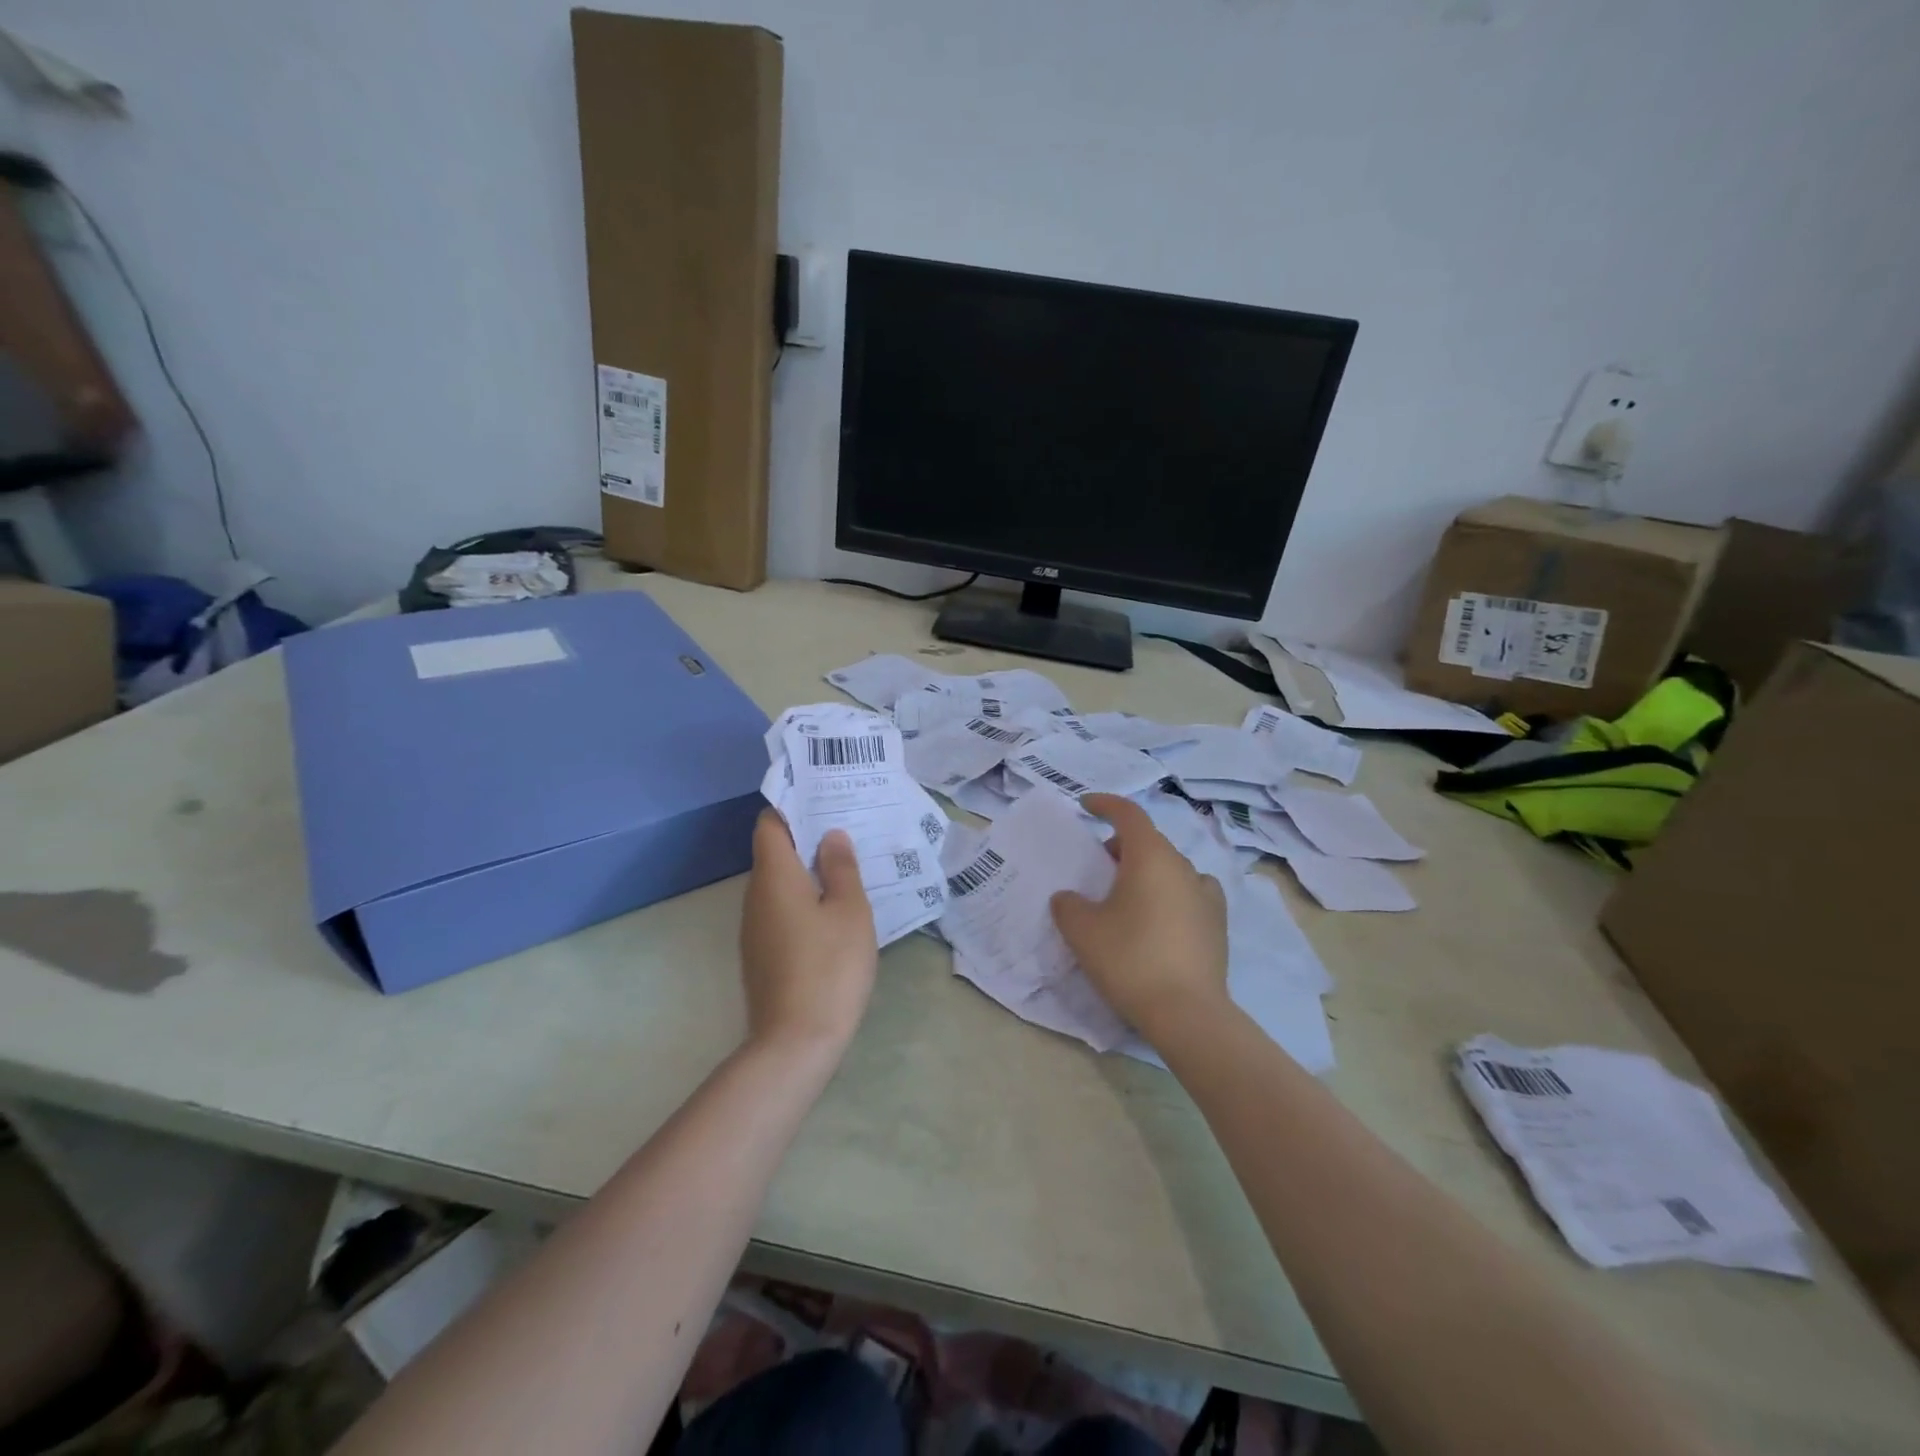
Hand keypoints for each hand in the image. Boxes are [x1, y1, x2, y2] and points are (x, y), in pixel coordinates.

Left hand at [739, 810, 878, 1055]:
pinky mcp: (762, 954)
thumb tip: (831, 836)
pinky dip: (804, 901)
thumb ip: (841, 867)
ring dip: (808, 871)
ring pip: (779, 884)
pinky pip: (781, 911)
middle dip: (808, 838)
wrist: (796, 1042)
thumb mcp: (849, 910)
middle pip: (775, 852)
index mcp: (774, 876)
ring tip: (848, 867)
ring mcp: (755, 928)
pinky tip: (834, 912)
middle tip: (848, 830)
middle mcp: (755, 896)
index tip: (825, 801)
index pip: (770, 823)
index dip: (793, 807)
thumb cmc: (829, 966)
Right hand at [1050, 794, 1228, 1040]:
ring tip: (1127, 896)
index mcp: (1150, 857)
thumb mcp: (1082, 931)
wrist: (1187, 1013)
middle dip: (1121, 844)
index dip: (1105, 804)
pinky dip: (1170, 892)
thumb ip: (1068, 905)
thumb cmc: (1130, 959)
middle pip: (1149, 841)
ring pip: (1170, 867)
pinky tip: (1159, 917)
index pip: (1128, 814)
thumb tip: (1069, 898)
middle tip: (1098, 865)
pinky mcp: (1217, 923)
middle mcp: (1182, 866)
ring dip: (1146, 870)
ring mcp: (1205, 894)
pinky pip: (1189, 892)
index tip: (1085, 805)